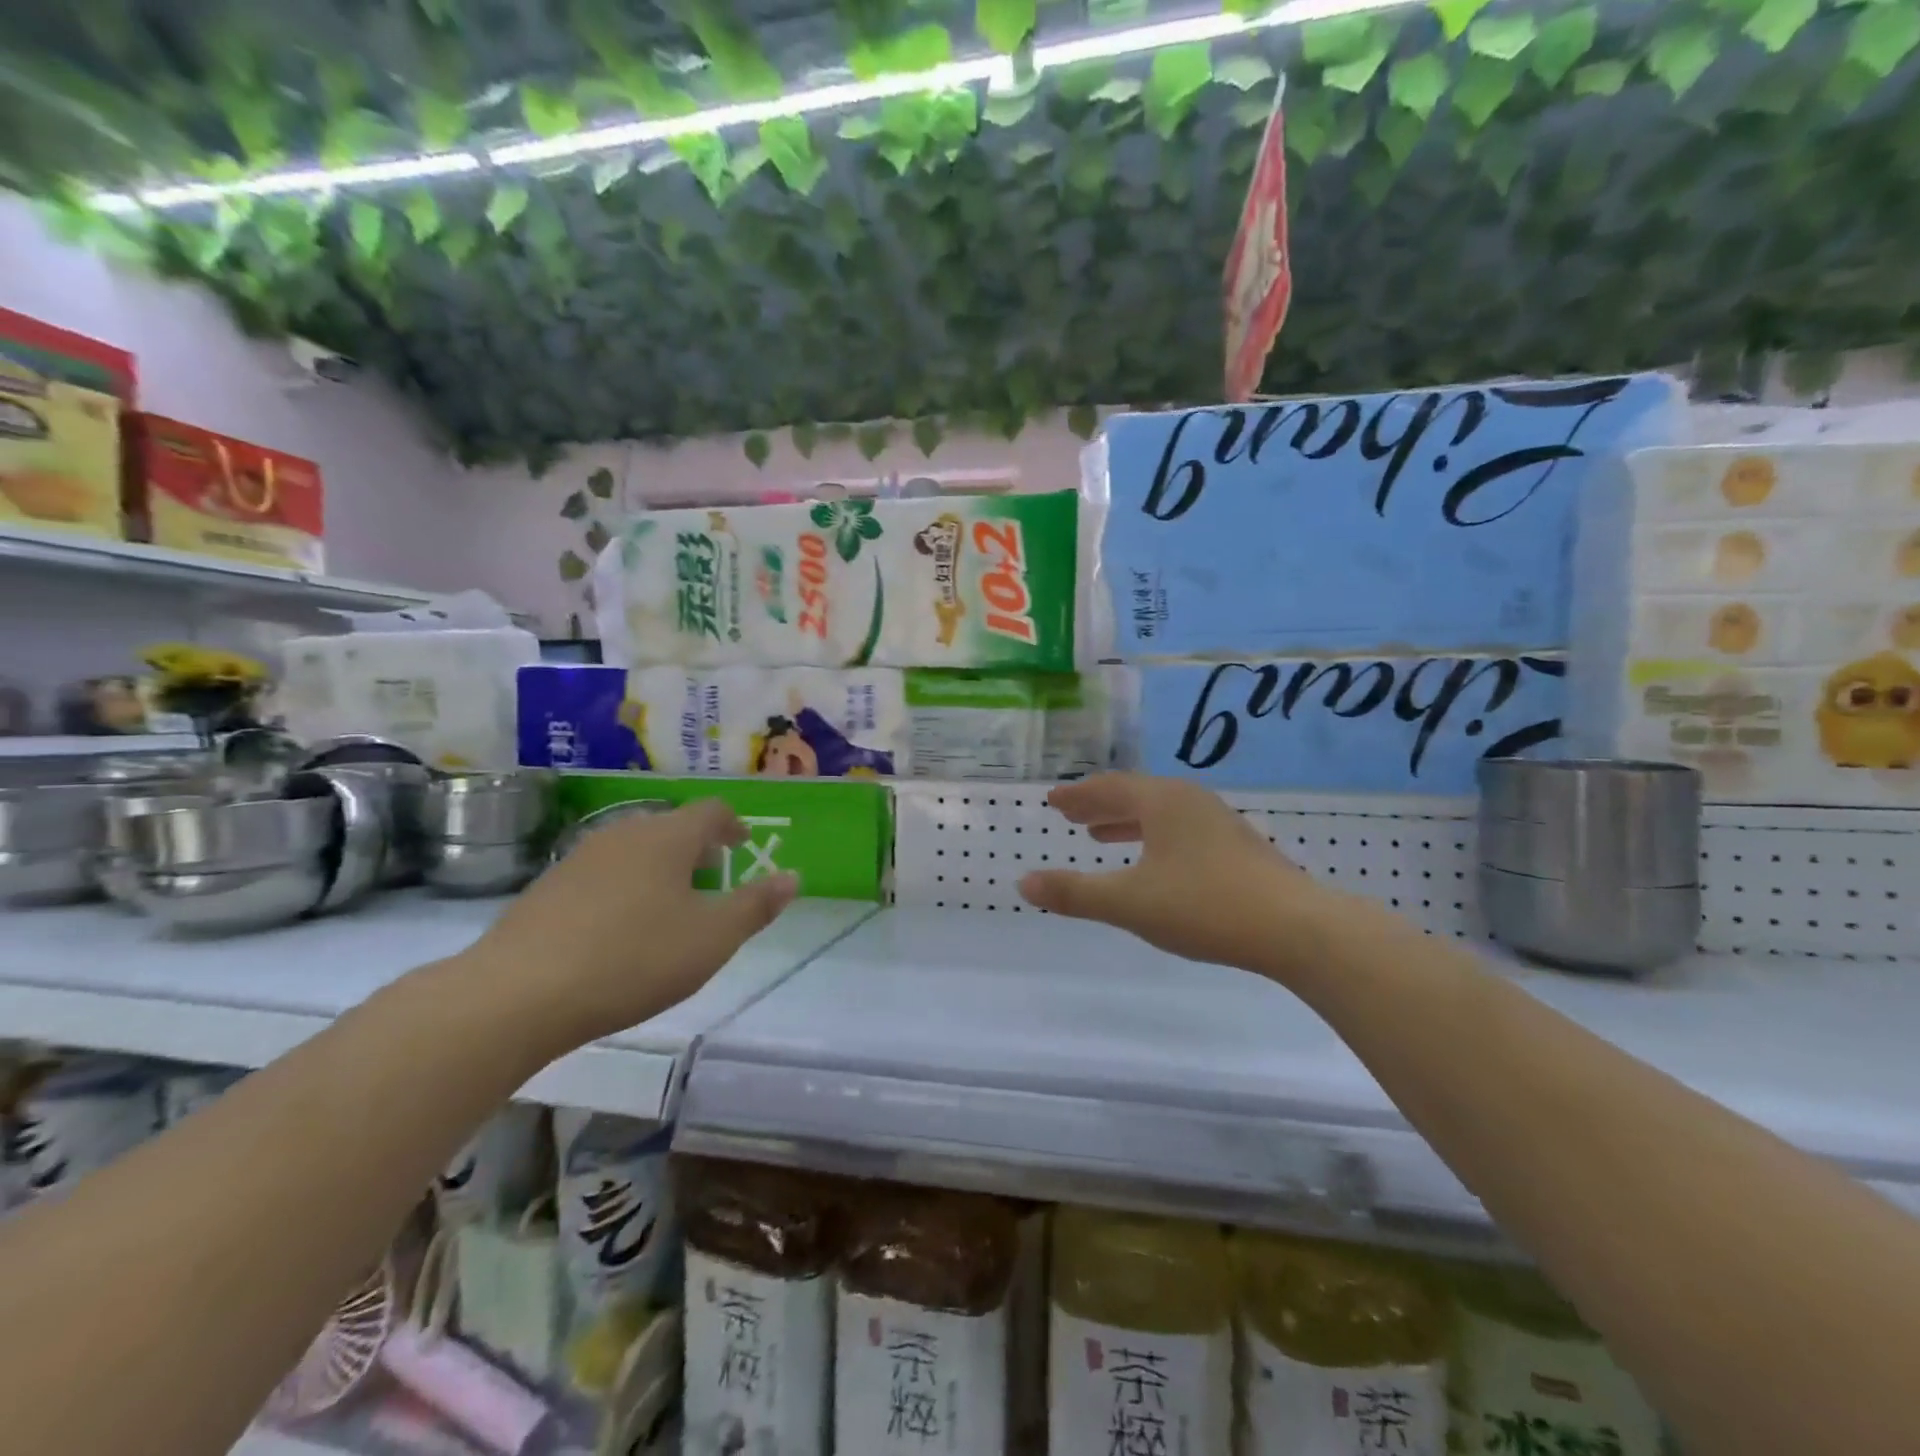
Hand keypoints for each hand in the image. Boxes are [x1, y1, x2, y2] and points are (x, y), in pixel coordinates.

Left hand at [470, 799, 797, 1049]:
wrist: (517, 994)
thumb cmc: (633, 959)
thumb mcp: (712, 938)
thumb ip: (756, 906)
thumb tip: (792, 877)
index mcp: (668, 837)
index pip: (711, 810)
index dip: (733, 825)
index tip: (742, 846)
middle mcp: (624, 833)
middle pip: (671, 827)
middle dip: (696, 849)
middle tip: (711, 882)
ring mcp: (579, 858)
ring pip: (634, 850)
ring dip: (659, 869)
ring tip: (668, 909)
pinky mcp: (546, 887)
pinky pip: (602, 874)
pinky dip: (623, 889)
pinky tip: (618, 931)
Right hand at [1019, 773, 1328, 973]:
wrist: (1296, 928)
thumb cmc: (1205, 906)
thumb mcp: (1130, 902)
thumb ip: (1075, 892)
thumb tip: (1024, 883)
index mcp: (1162, 801)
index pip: (1110, 788)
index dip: (1078, 795)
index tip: (1054, 800)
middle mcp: (1190, 801)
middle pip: (1135, 795)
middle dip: (1100, 805)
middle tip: (1071, 814)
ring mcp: (1219, 823)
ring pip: (1160, 813)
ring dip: (1127, 822)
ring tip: (1101, 836)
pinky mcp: (1238, 848)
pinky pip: (1180, 830)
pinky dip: (1154, 837)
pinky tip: (1155, 863)